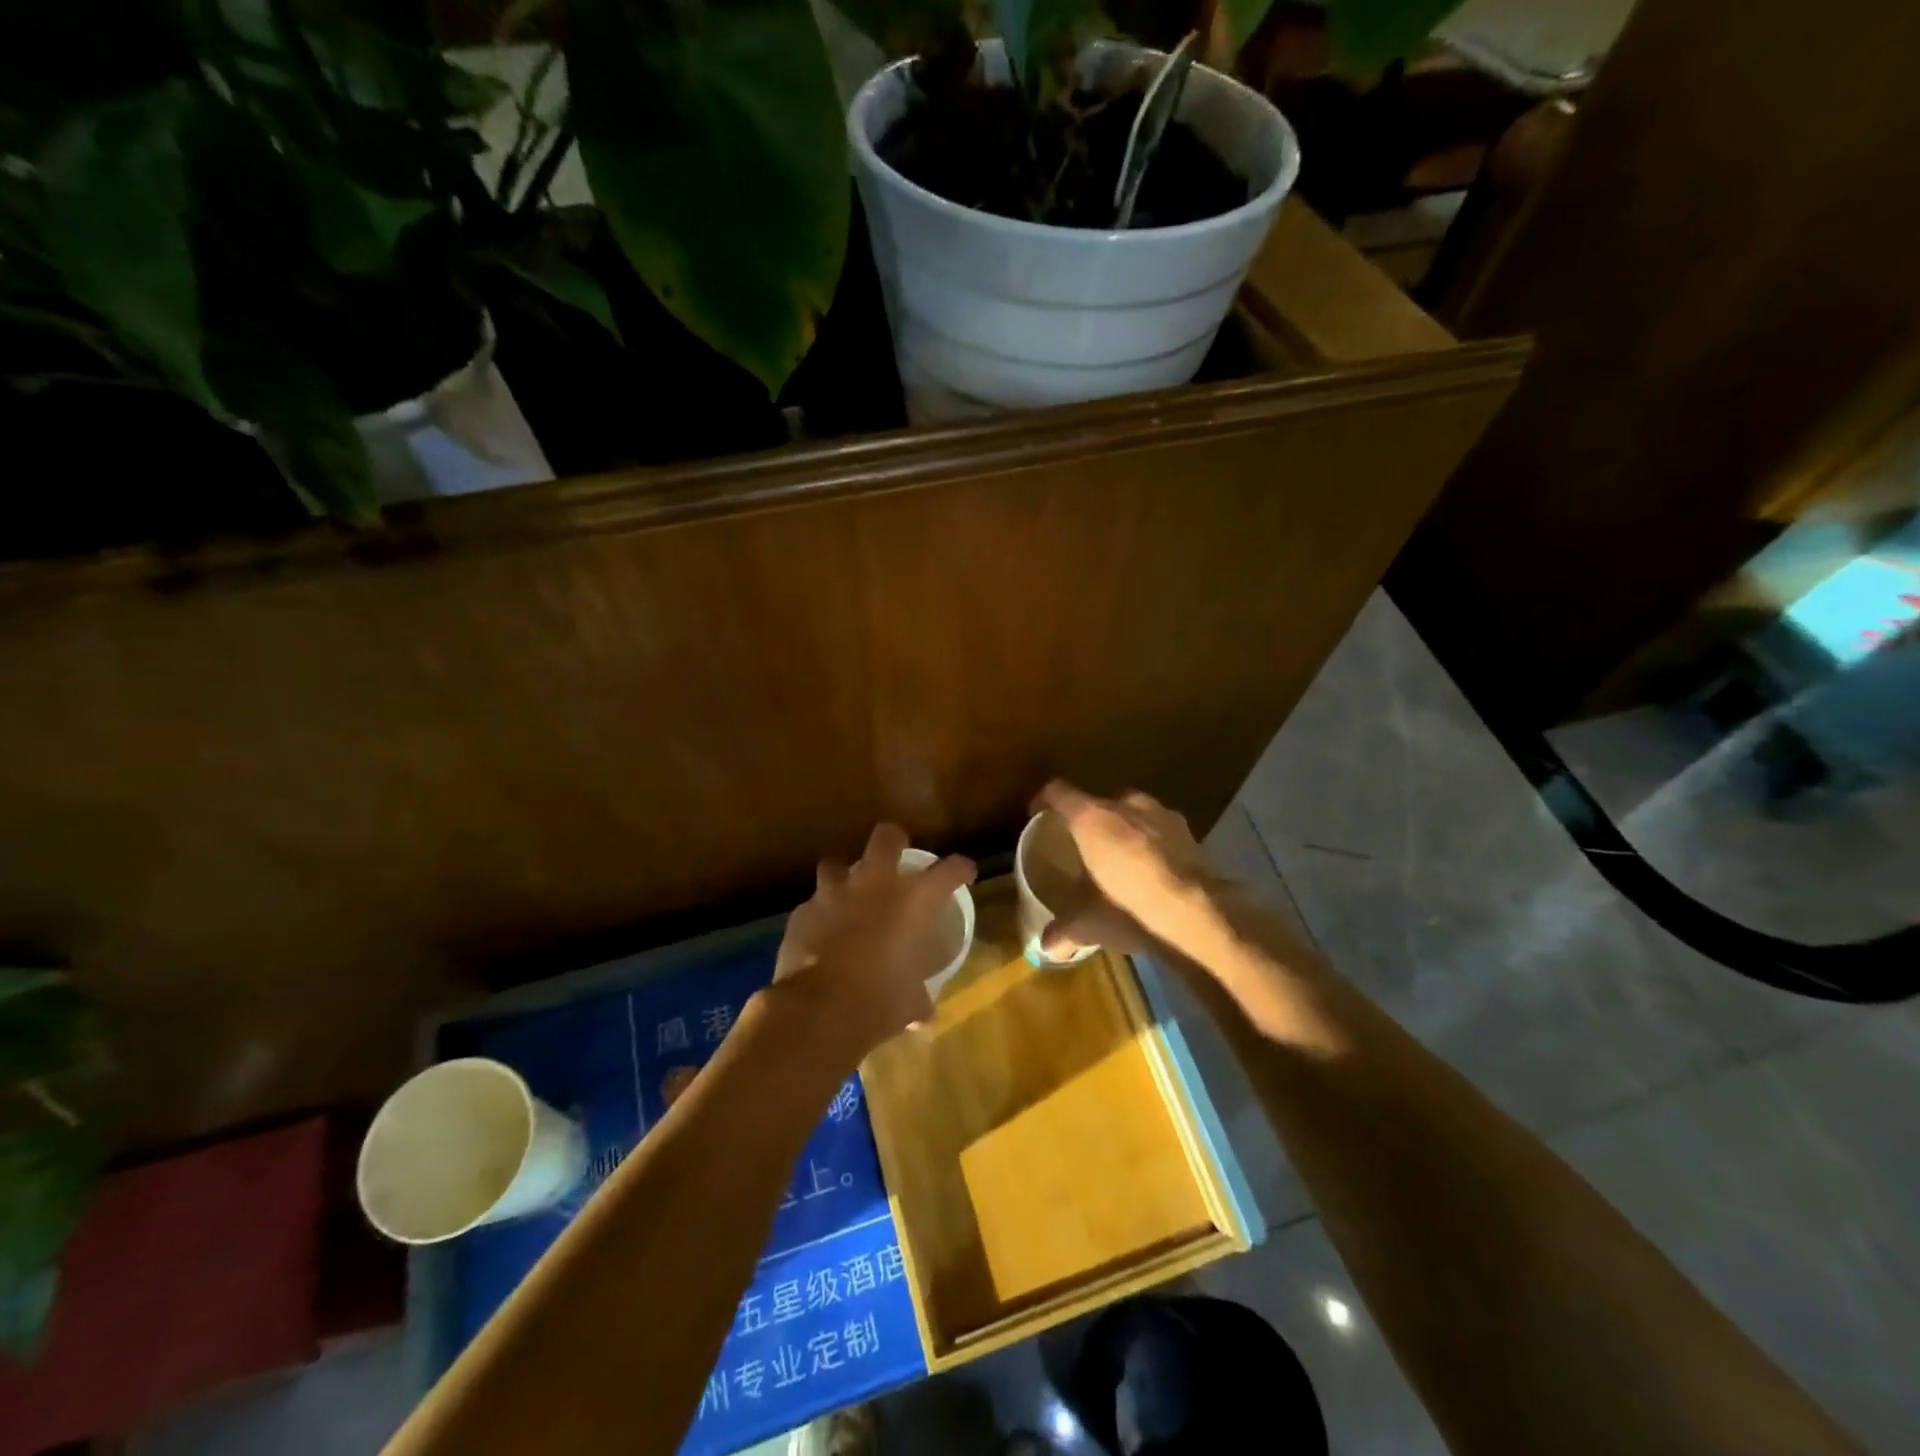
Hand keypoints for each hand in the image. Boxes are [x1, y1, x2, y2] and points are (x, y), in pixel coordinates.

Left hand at [774, 823, 975, 1055]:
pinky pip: (813, 904)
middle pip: (887, 837)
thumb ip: (919, 1001)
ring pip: (836, 863)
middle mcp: (876, 883)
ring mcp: (835, 892)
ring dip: (843, 877)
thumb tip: (925, 1016)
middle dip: (893, 841)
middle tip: (895, 857)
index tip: (964, 873)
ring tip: (847, 895)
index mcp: (914, 899)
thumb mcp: (910, 1003)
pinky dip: (819, 914)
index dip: (960, 868)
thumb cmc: (881, 1000)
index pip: (950, 869)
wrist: (821, 1009)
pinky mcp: (803, 911)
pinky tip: (820, 932)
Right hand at [1031, 781, 1222, 958]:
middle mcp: (1126, 805)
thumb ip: (1063, 930)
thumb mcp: (1088, 924)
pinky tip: (1155, 873)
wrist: (1199, 917)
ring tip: (1122, 860)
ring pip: (1135, 815)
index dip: (1044, 800)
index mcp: (1091, 818)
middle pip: (1099, 803)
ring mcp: (1163, 815)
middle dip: (1091, 821)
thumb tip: (1046, 947)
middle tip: (1084, 846)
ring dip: (1126, 831)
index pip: (1058, 792)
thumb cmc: (1128, 909)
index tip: (1038, 813)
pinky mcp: (1192, 834)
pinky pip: (1163, 833)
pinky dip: (1155, 846)